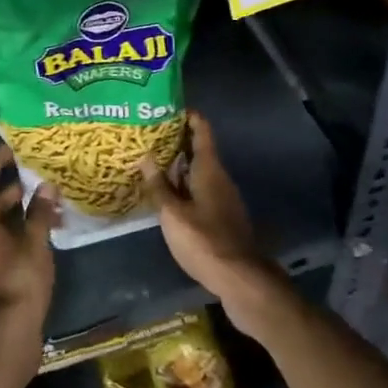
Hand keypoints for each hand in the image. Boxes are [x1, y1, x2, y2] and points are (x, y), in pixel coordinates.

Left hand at [0, 144, 57, 328]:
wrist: (5, 334)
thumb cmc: (18, 278)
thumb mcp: (34, 241)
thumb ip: (40, 212)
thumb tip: (47, 187)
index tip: (14, 148)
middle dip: (13, 188)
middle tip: (39, 175)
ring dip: (17, 212)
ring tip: (47, 203)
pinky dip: (14, 231)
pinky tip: (40, 231)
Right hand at [140, 112, 279, 330]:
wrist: (241, 280)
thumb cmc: (205, 241)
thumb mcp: (174, 214)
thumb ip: (159, 186)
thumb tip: (146, 157)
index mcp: (210, 170)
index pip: (202, 130)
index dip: (188, 116)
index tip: (168, 106)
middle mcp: (219, 179)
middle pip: (199, 151)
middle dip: (176, 142)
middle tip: (147, 136)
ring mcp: (223, 200)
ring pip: (198, 174)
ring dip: (177, 167)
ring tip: (150, 164)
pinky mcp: (222, 219)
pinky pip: (200, 192)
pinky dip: (183, 188)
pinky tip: (166, 198)